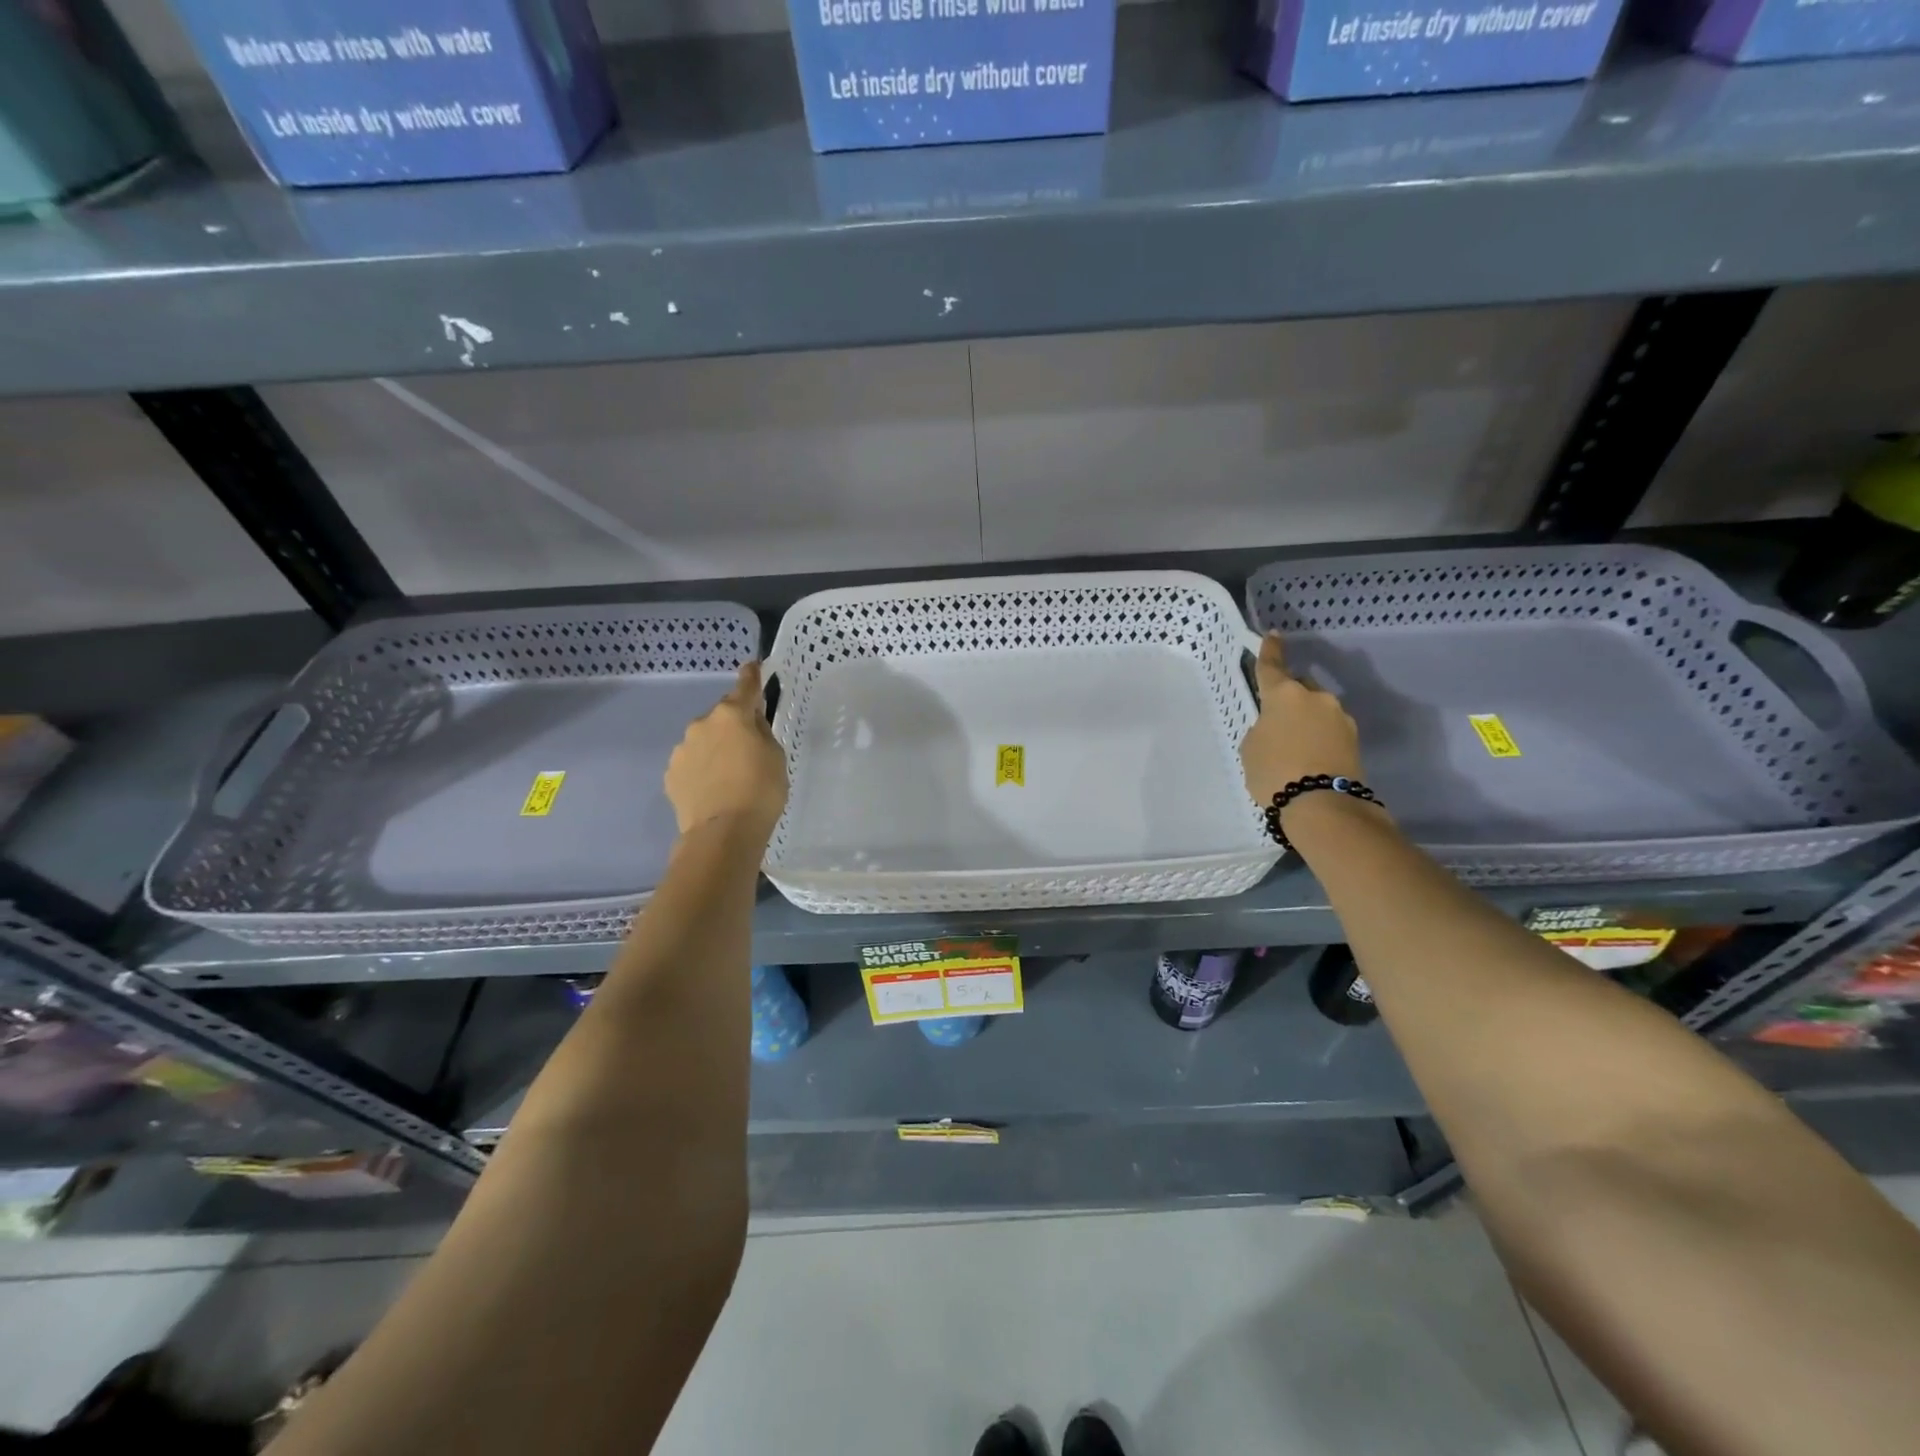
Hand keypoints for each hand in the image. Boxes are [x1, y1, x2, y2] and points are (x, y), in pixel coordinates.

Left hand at [665, 661, 788, 840]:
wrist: (723, 833)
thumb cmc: (761, 791)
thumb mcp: (776, 757)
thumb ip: (762, 734)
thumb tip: (750, 726)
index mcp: (732, 715)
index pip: (745, 686)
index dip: (751, 675)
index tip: (753, 665)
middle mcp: (702, 724)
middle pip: (722, 716)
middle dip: (734, 726)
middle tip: (749, 750)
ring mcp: (682, 749)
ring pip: (704, 740)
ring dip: (715, 749)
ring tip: (729, 777)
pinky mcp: (671, 774)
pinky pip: (691, 763)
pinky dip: (702, 769)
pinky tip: (713, 790)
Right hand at [1240, 632, 1364, 806]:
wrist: (1322, 806)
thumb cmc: (1275, 772)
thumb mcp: (1251, 748)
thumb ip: (1263, 729)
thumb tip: (1279, 728)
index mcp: (1285, 694)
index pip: (1273, 666)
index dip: (1270, 650)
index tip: (1273, 635)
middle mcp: (1316, 698)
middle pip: (1300, 689)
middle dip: (1289, 699)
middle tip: (1276, 722)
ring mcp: (1340, 718)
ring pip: (1317, 711)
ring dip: (1305, 721)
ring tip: (1293, 748)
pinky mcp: (1354, 740)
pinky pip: (1329, 731)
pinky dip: (1318, 738)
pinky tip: (1308, 759)